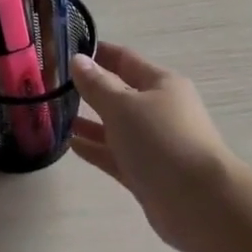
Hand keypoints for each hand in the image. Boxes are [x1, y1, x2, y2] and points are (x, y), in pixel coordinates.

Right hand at [70, 42, 236, 251]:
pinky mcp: (148, 173)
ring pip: (117, 127)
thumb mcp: (123, 106)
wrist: (199, 202)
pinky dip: (96, 149)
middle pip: (120, 93)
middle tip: (52, 86)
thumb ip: (97, 85)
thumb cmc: (161, 140)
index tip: (66, 49)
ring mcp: (155, 143)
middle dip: (90, 89)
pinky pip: (116, 155)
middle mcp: (160, 110)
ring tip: (56, 116)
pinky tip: (71, 145)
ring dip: (90, 121)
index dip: (97, 53)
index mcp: (161, 84)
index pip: (125, 59)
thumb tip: (78, 60)